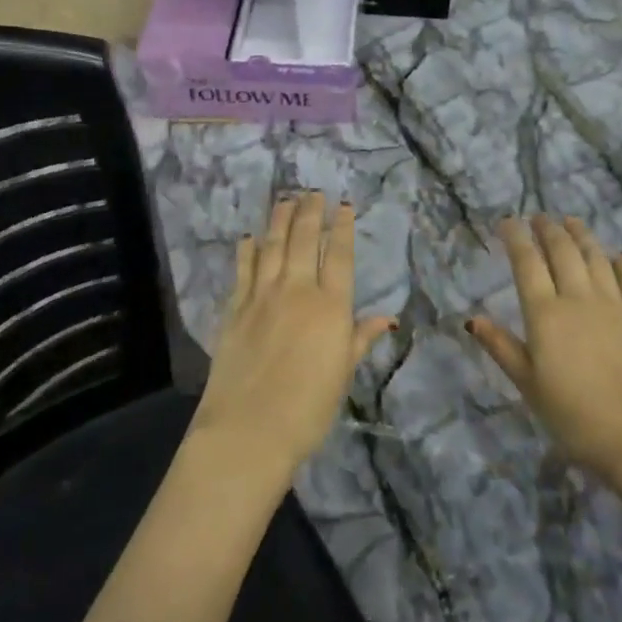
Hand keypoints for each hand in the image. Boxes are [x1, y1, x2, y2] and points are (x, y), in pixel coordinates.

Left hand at [191, 193, 395, 477]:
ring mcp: (261, 296)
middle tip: (313, 191)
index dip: (342, 227)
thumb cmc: (307, 410)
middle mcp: (297, 291)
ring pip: (272, 245)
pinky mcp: (235, 308)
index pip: (339, 256)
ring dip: (279, 219)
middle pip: (304, 240)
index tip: (344, 205)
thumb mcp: (342, 375)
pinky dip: (247, 250)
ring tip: (285, 199)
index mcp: (330, 307)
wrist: (249, 430)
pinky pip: (243, 269)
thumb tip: (387, 318)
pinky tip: (249, 236)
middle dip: (310, 212)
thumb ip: (360, 340)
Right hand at [466, 216, 621, 482]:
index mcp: (545, 314)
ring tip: (571, 221)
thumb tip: (473, 319)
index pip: (526, 262)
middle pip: (562, 251)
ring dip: (581, 235)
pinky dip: (620, 263)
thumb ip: (502, 348)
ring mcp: (615, 305)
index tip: (507, 221)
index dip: (516, 237)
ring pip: (595, 257)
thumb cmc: (574, 417)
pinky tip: (616, 256)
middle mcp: (579, 298)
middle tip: (538, 217)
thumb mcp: (528, 386)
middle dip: (547, 229)